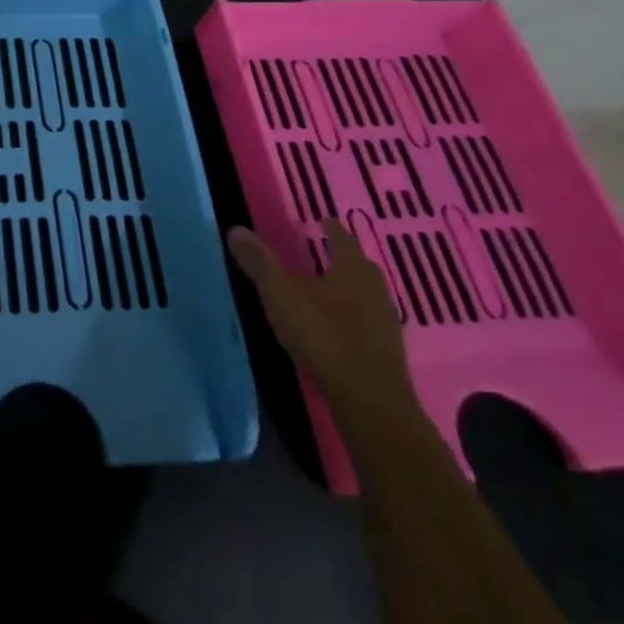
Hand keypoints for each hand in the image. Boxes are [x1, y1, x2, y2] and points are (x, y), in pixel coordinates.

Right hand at [227, 215, 415, 425]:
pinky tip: (336, 328)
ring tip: (326, 290)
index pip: (342, 239)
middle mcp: (375, 290)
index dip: (331, 228)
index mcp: (352, 269)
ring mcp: (386, 324)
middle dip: (343, 258)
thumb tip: (236, 229)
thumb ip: (259, 262)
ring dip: (349, 290)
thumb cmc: (324, 336)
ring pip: (367, 296)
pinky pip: (368, 324)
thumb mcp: (281, 294)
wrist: (370, 402)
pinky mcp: (387, 354)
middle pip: (360, 267)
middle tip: (323, 253)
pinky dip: (353, 318)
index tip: (321, 220)